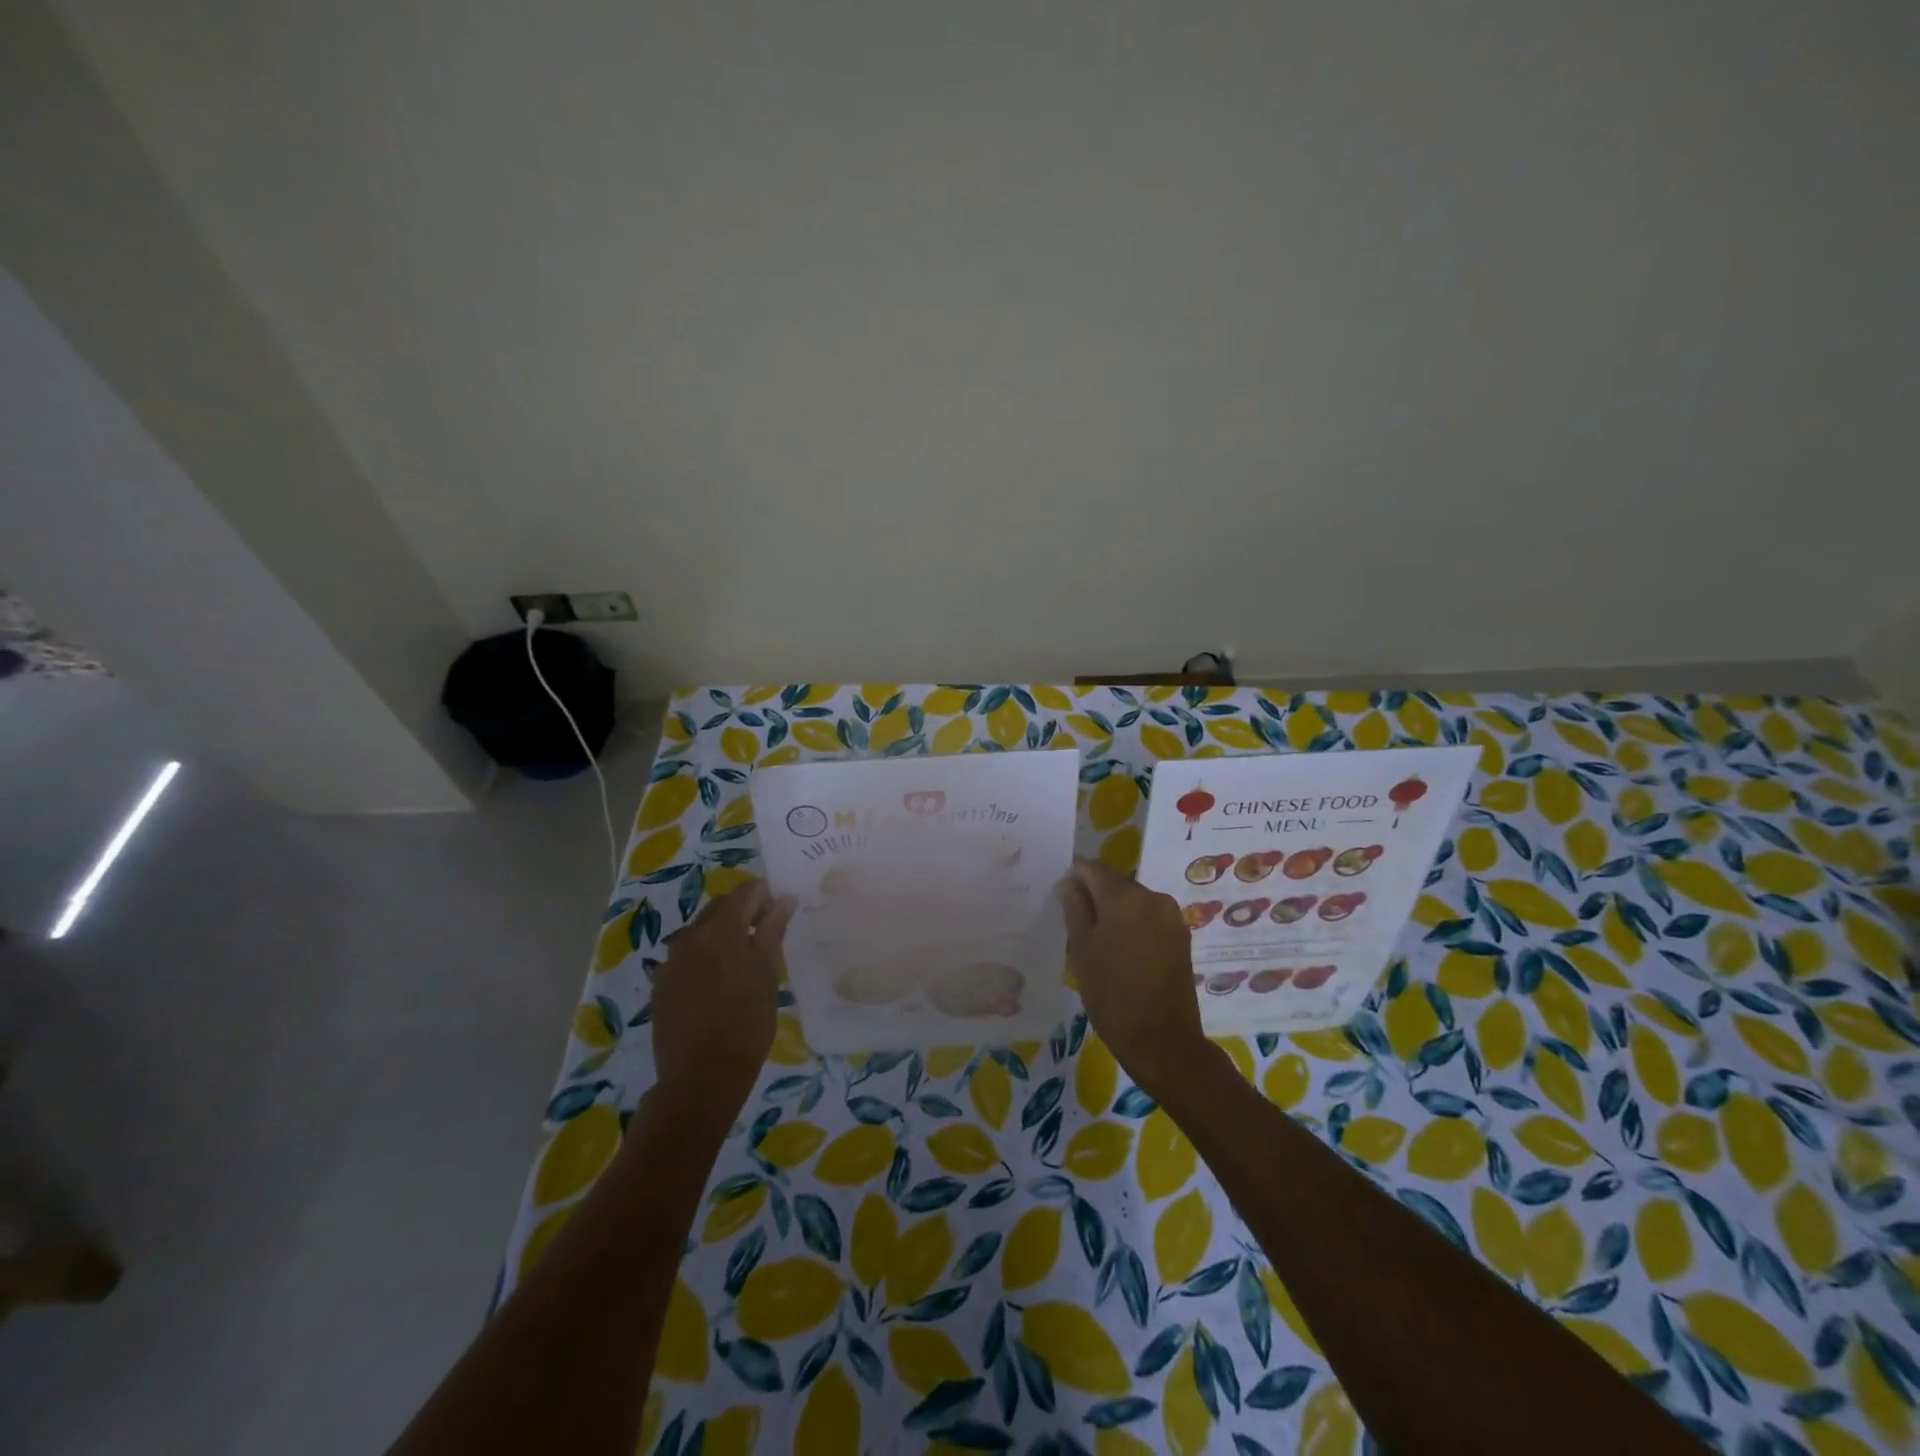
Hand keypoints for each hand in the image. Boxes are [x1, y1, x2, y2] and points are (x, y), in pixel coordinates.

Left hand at [650, 881, 795, 1119]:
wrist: (700, 1078)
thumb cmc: (747, 1023)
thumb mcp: (768, 972)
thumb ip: (773, 929)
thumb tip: (784, 897)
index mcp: (720, 928)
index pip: (746, 892)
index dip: (766, 897)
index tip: (779, 916)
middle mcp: (690, 935)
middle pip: (720, 908)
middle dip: (743, 914)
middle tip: (764, 939)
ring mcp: (670, 961)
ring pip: (701, 932)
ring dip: (722, 937)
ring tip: (741, 966)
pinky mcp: (660, 985)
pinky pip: (686, 958)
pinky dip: (704, 960)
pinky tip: (717, 987)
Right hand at [1056, 859, 1211, 1099]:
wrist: (1162, 1040)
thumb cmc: (1112, 994)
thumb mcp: (1082, 949)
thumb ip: (1074, 908)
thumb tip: (1068, 882)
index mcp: (1124, 896)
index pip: (1091, 868)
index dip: (1073, 878)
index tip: (1061, 900)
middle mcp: (1152, 896)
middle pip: (1114, 883)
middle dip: (1095, 896)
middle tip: (1077, 926)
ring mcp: (1171, 916)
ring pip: (1133, 901)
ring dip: (1115, 912)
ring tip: (1100, 943)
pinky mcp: (1182, 936)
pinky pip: (1149, 918)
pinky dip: (1134, 925)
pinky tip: (1123, 953)